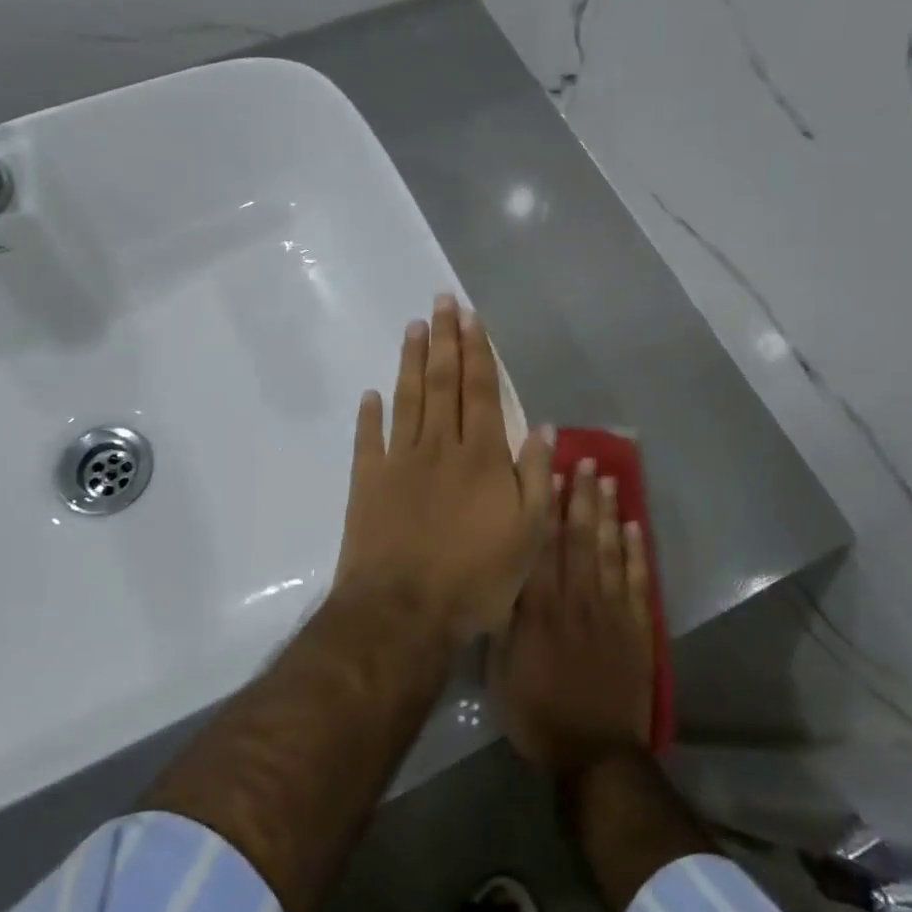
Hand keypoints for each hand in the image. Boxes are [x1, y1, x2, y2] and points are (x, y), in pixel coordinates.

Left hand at [333, 296, 552, 643]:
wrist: (404, 611)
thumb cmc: (475, 578)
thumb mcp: (528, 535)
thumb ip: (535, 476)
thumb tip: (543, 427)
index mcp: (481, 457)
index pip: (480, 391)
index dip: (477, 352)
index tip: (472, 317)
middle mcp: (439, 447)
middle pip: (442, 383)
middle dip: (444, 339)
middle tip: (441, 301)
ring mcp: (399, 462)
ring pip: (407, 400)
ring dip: (410, 362)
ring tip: (413, 327)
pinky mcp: (367, 482)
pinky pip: (369, 440)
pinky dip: (370, 415)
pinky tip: (371, 394)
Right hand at [489, 458, 653, 772]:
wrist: (594, 754)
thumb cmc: (537, 712)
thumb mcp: (501, 668)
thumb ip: (504, 619)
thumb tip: (502, 576)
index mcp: (541, 607)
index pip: (544, 544)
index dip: (547, 505)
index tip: (552, 471)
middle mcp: (577, 598)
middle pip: (580, 537)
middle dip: (582, 496)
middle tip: (587, 460)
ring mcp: (612, 611)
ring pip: (610, 551)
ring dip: (609, 513)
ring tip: (609, 479)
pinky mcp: (637, 628)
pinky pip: (638, 581)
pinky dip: (637, 551)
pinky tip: (633, 526)